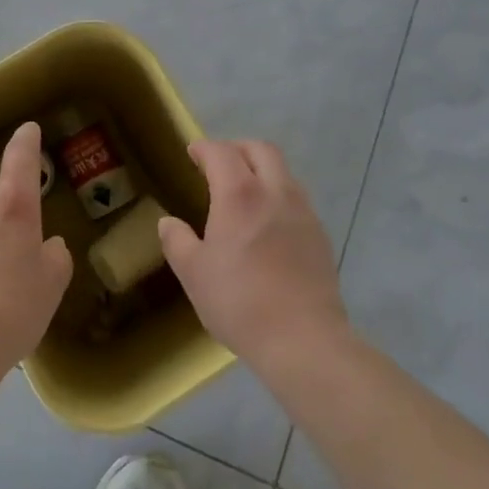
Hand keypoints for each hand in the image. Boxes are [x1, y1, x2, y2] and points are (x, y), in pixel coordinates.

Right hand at [159, 139, 349, 370]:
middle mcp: (275, 192)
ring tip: (245, 191)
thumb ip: (177, 241)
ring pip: (283, 172)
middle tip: (219, 164)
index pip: (221, 152)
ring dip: (262, 170)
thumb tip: (168, 222)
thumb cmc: (240, 302)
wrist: (303, 340)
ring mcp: (303, 212)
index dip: (204, 148)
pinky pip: (297, 199)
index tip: (192, 153)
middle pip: (260, 149)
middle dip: (237, 148)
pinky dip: (279, 195)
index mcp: (239, 194)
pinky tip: (269, 223)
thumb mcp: (193, 274)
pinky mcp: (320, 235)